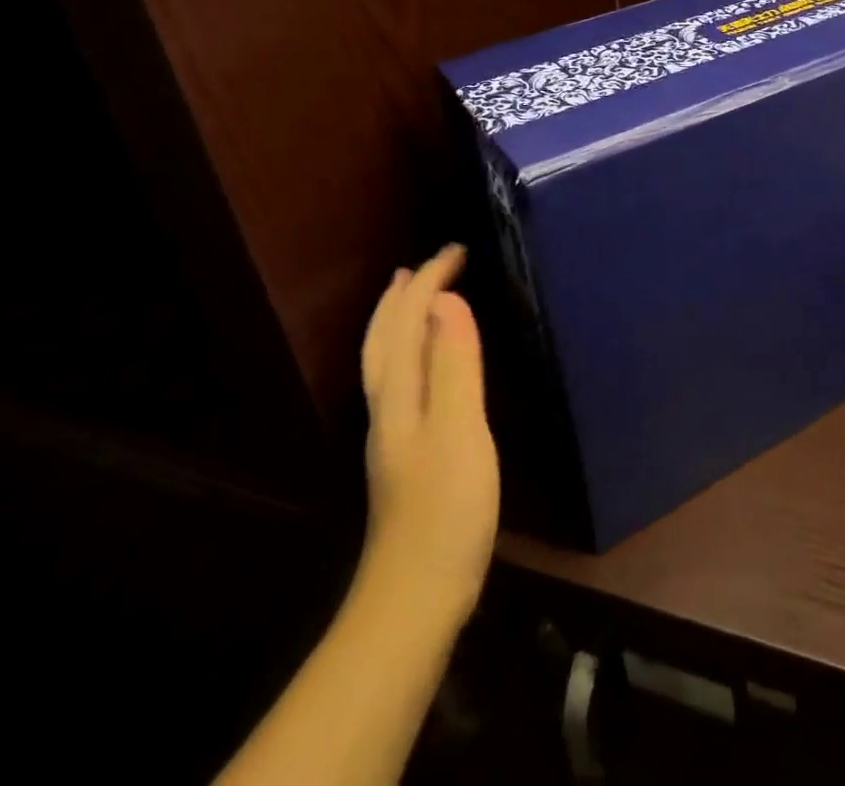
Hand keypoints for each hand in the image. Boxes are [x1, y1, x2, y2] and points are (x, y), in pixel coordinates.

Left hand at [358, 245, 499, 617]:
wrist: (417, 595)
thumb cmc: (446, 508)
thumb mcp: (459, 429)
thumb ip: (453, 363)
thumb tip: (446, 300)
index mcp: (399, 393)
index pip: (407, 320)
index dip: (429, 280)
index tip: (458, 249)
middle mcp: (388, 405)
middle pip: (385, 337)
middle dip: (405, 294)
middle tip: (427, 264)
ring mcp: (393, 432)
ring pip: (387, 358)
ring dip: (399, 319)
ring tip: (413, 297)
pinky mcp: (406, 453)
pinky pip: (402, 377)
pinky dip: (410, 349)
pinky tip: (426, 363)